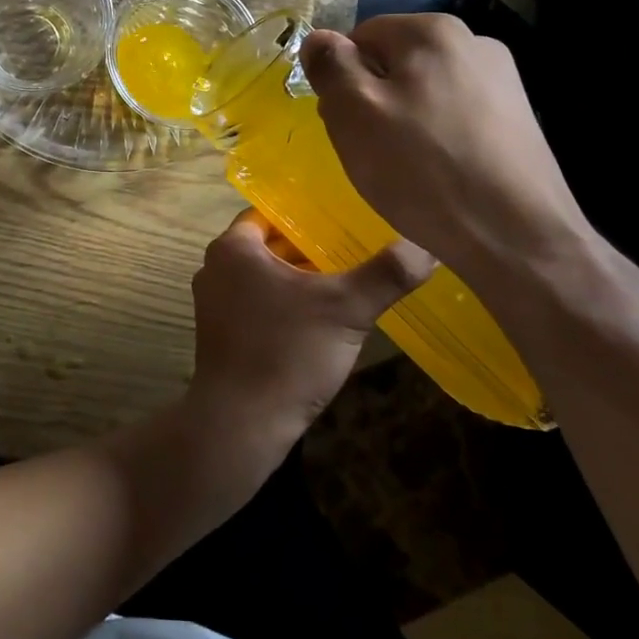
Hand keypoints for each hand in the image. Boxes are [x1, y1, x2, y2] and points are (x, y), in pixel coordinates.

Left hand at [186, 209, 434, 444]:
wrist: (242, 423)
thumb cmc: (288, 352)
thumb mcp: (346, 309)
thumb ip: (386, 274)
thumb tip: (426, 244)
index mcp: (233, 248)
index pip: (271, 214)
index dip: (307, 217)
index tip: (342, 222)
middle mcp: (214, 268)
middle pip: (268, 247)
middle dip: (307, 251)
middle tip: (352, 253)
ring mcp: (212, 303)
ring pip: (263, 278)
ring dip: (297, 281)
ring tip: (342, 286)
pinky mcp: (219, 334)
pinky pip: (255, 304)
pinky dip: (282, 306)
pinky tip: (317, 323)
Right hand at [300, 14, 592, 286]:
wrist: (517, 238)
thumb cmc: (422, 168)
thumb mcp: (354, 112)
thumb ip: (330, 65)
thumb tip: (318, 37)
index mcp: (432, 31)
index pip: (359, 37)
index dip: (340, 78)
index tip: (343, 122)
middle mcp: (474, 42)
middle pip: (393, 62)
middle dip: (371, 99)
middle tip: (368, 148)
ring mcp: (503, 81)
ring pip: (423, 92)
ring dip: (402, 121)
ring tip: (403, 167)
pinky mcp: (518, 120)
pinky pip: (454, 116)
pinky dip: (435, 138)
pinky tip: (437, 174)